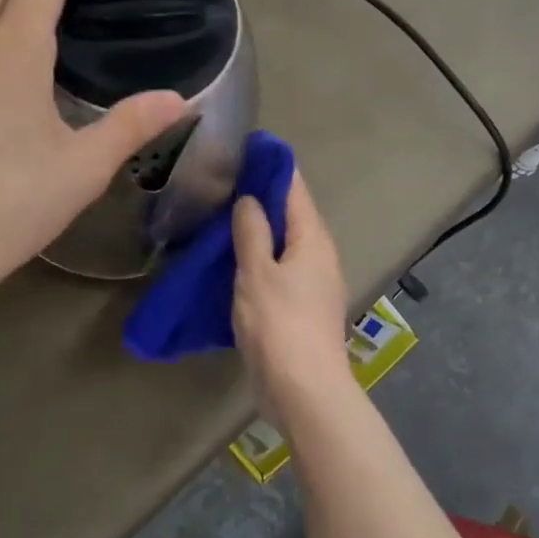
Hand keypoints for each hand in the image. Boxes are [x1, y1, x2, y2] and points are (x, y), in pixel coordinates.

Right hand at [232, 170, 353, 418]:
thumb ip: (253, 232)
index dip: (272, 165)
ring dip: (257, 229)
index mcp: (313, 239)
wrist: (303, 390)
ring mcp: (311, 283)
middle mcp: (318, 256)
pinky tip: (230, 259)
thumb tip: (249, 199)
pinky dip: (257, 257)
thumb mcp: (258, 272)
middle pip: (290, 214)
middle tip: (222, 181)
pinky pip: (277, 269)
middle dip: (261, 196)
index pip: (294, 188)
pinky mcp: (299, 307)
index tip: (246, 147)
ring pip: (282, 243)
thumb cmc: (280, 324)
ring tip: (220, 215)